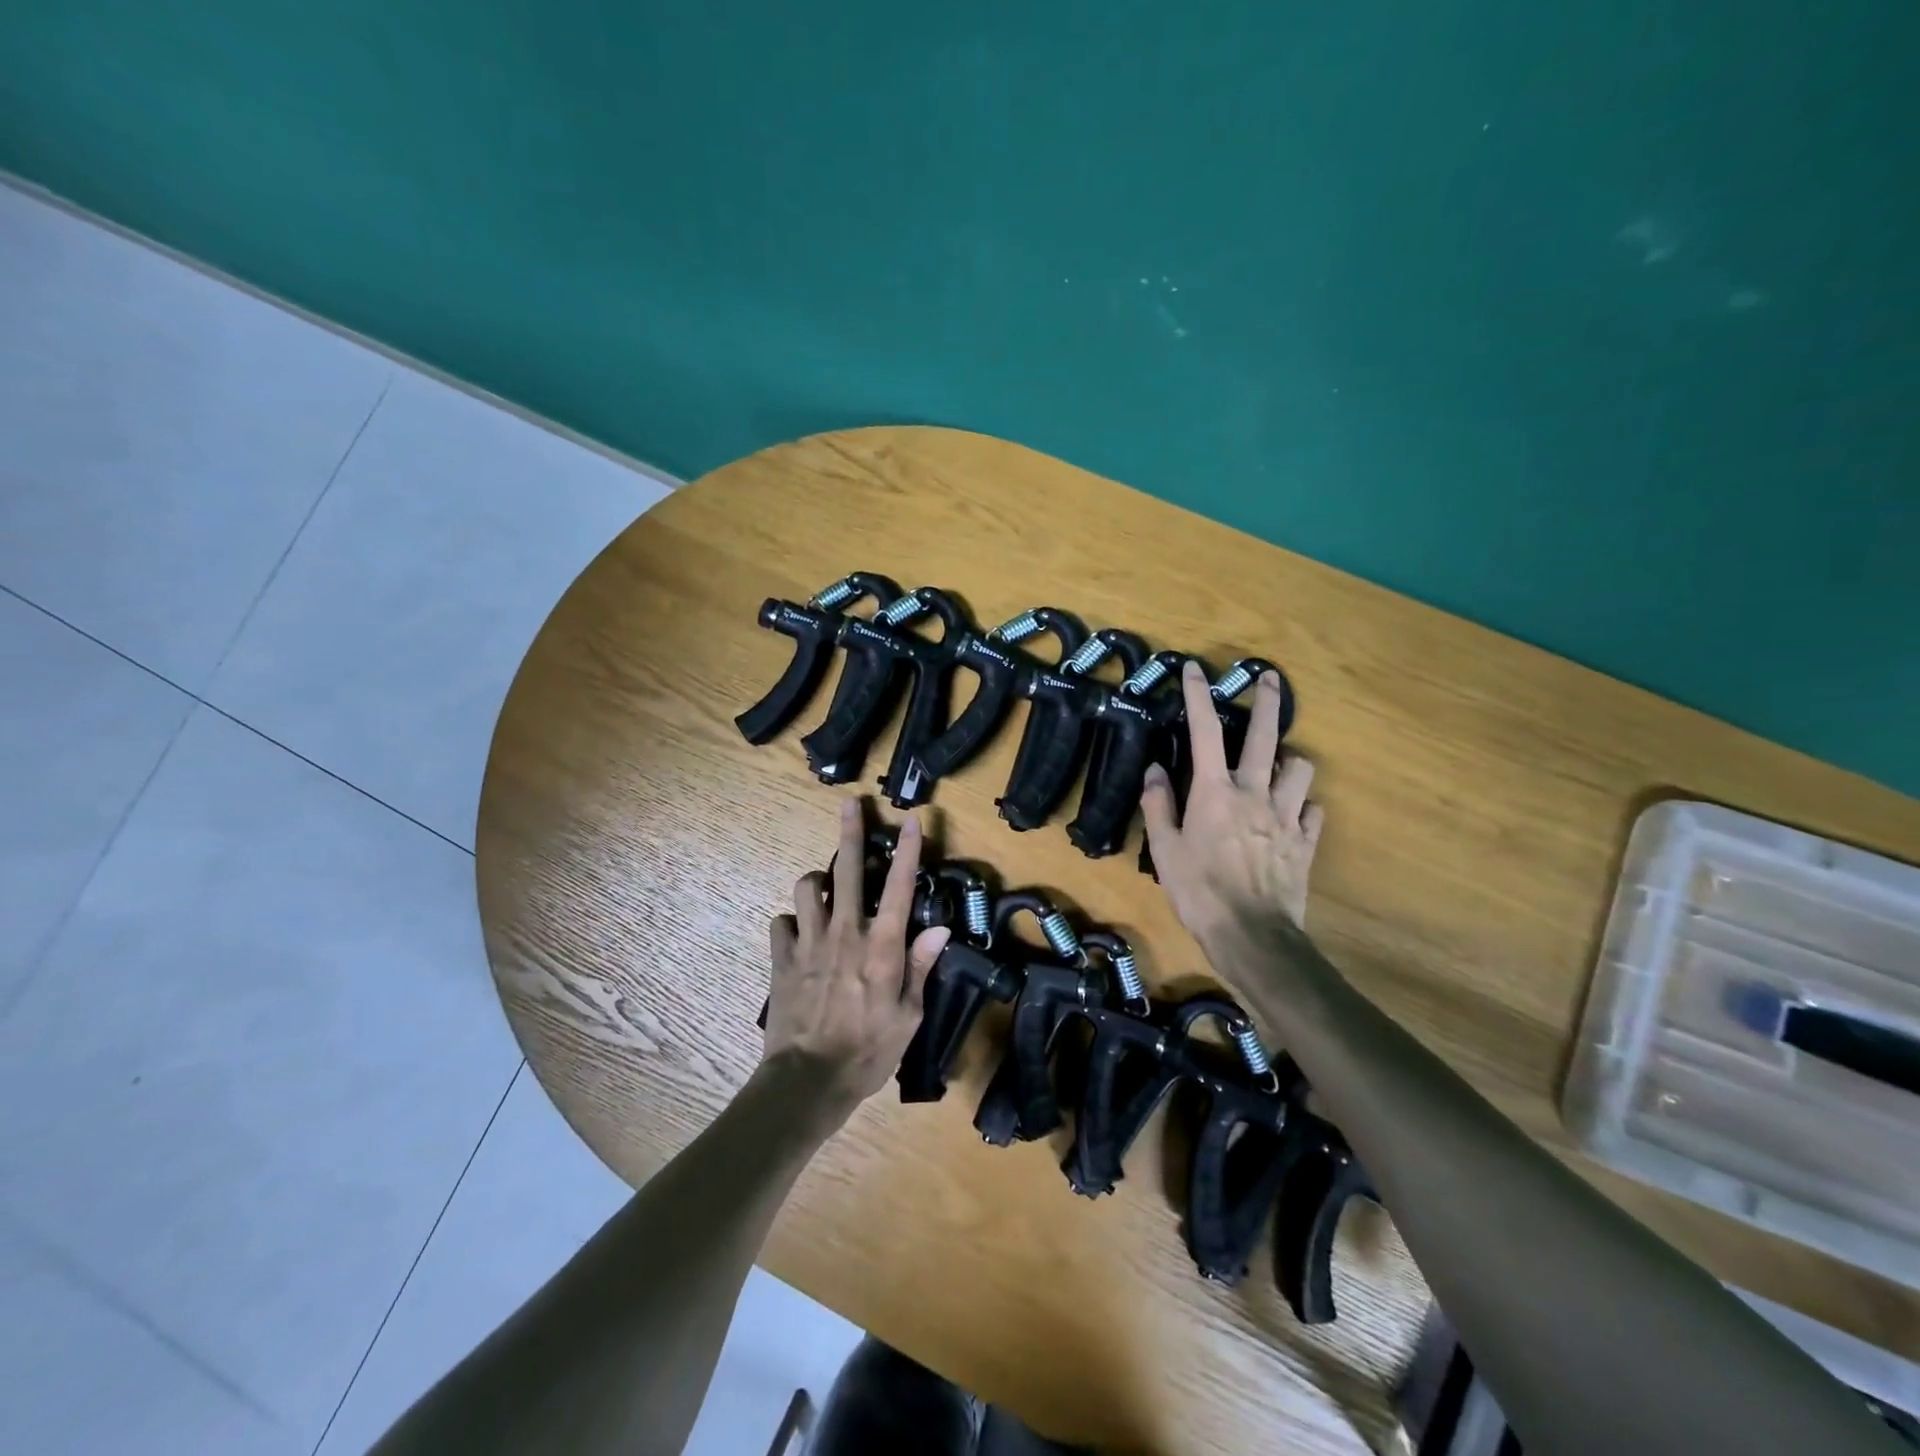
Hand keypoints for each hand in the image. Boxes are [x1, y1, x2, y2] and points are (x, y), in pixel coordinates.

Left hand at [764, 800, 950, 1125]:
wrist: (808, 1080)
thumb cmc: (868, 1052)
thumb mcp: (908, 1017)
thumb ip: (921, 967)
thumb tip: (940, 930)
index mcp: (881, 946)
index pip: (899, 887)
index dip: (908, 850)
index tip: (913, 820)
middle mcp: (844, 932)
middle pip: (845, 869)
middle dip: (849, 832)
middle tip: (850, 804)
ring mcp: (808, 942)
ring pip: (806, 886)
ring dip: (817, 881)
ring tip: (826, 888)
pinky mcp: (781, 958)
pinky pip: (781, 922)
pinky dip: (791, 921)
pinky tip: (799, 933)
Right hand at [1141, 661, 1323, 950]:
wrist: (1252, 935)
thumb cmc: (1199, 891)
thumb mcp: (1164, 850)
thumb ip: (1158, 806)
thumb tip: (1154, 770)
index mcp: (1214, 792)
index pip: (1205, 732)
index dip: (1198, 697)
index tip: (1196, 668)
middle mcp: (1254, 793)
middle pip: (1265, 736)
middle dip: (1267, 701)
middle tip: (1269, 678)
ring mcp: (1286, 816)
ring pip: (1299, 768)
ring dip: (1289, 759)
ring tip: (1278, 763)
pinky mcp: (1306, 841)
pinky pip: (1314, 811)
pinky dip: (1304, 806)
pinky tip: (1295, 813)